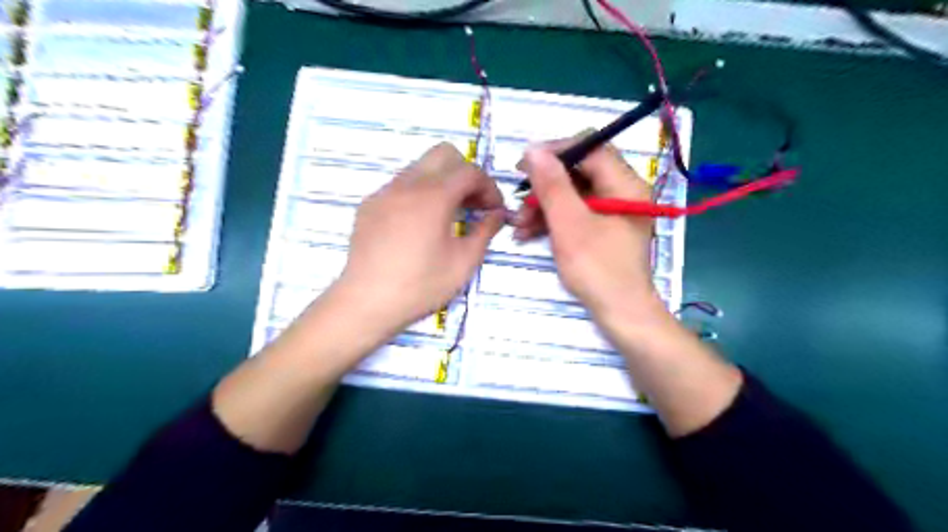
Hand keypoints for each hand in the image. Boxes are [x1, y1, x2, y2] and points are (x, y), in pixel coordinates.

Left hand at [336, 142, 507, 331]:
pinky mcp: (369, 205)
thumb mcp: (464, 262)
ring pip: (420, 167)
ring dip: (442, 182)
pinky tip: (419, 225)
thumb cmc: (421, 285)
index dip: (489, 187)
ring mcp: (384, 192)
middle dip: (465, 173)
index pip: (470, 171)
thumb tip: (498, 215)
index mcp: (433, 196)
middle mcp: (407, 184)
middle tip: (473, 203)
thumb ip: (485, 231)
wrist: (367, 302)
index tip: (495, 210)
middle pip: (444, 154)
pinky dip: (419, 193)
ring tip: (448, 215)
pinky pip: (400, 185)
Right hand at [518, 141, 661, 322]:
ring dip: (543, 206)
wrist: (621, 314)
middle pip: (579, 172)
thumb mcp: (569, 224)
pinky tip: (528, 233)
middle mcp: (622, 192)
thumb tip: (534, 149)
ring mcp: (613, 212)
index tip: (525, 164)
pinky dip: (553, 220)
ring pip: (573, 194)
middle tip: (518, 199)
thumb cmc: (598, 269)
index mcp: (625, 184)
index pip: (591, 148)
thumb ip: (552, 185)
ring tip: (518, 225)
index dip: (556, 151)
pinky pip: (575, 213)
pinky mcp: (603, 229)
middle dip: (545, 186)